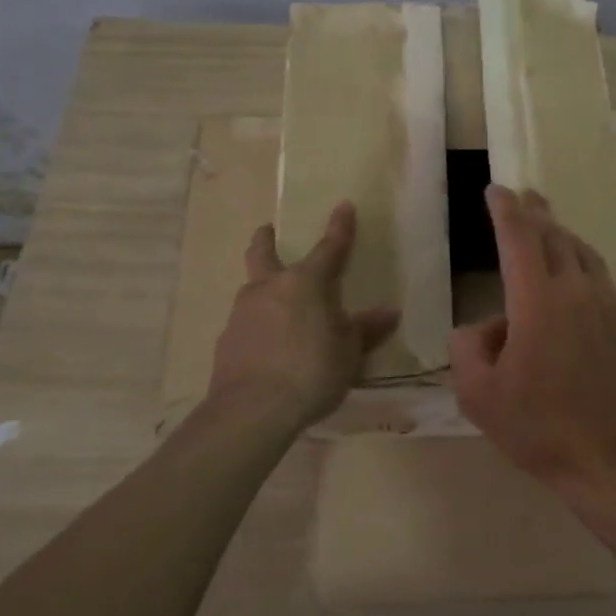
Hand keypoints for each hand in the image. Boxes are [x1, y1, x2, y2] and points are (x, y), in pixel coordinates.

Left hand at [207, 201, 400, 431]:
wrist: (253, 410)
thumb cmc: (312, 372)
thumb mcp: (349, 352)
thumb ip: (365, 329)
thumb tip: (389, 313)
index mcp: (306, 283)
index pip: (328, 248)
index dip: (339, 228)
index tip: (343, 205)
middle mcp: (270, 287)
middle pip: (263, 253)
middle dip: (266, 238)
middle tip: (267, 230)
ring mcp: (242, 312)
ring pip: (252, 287)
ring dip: (263, 286)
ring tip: (277, 304)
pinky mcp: (226, 340)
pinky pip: (245, 322)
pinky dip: (257, 324)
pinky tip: (266, 344)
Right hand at [449, 185, 615, 500]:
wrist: (613, 457)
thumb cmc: (539, 428)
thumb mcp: (478, 395)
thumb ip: (468, 347)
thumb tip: (485, 326)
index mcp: (537, 301)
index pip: (518, 238)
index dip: (505, 209)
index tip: (496, 189)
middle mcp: (578, 291)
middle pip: (555, 237)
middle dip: (536, 213)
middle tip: (524, 196)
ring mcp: (612, 304)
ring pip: (584, 255)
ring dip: (563, 237)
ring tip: (549, 230)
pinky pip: (604, 283)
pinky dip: (585, 272)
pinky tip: (579, 284)